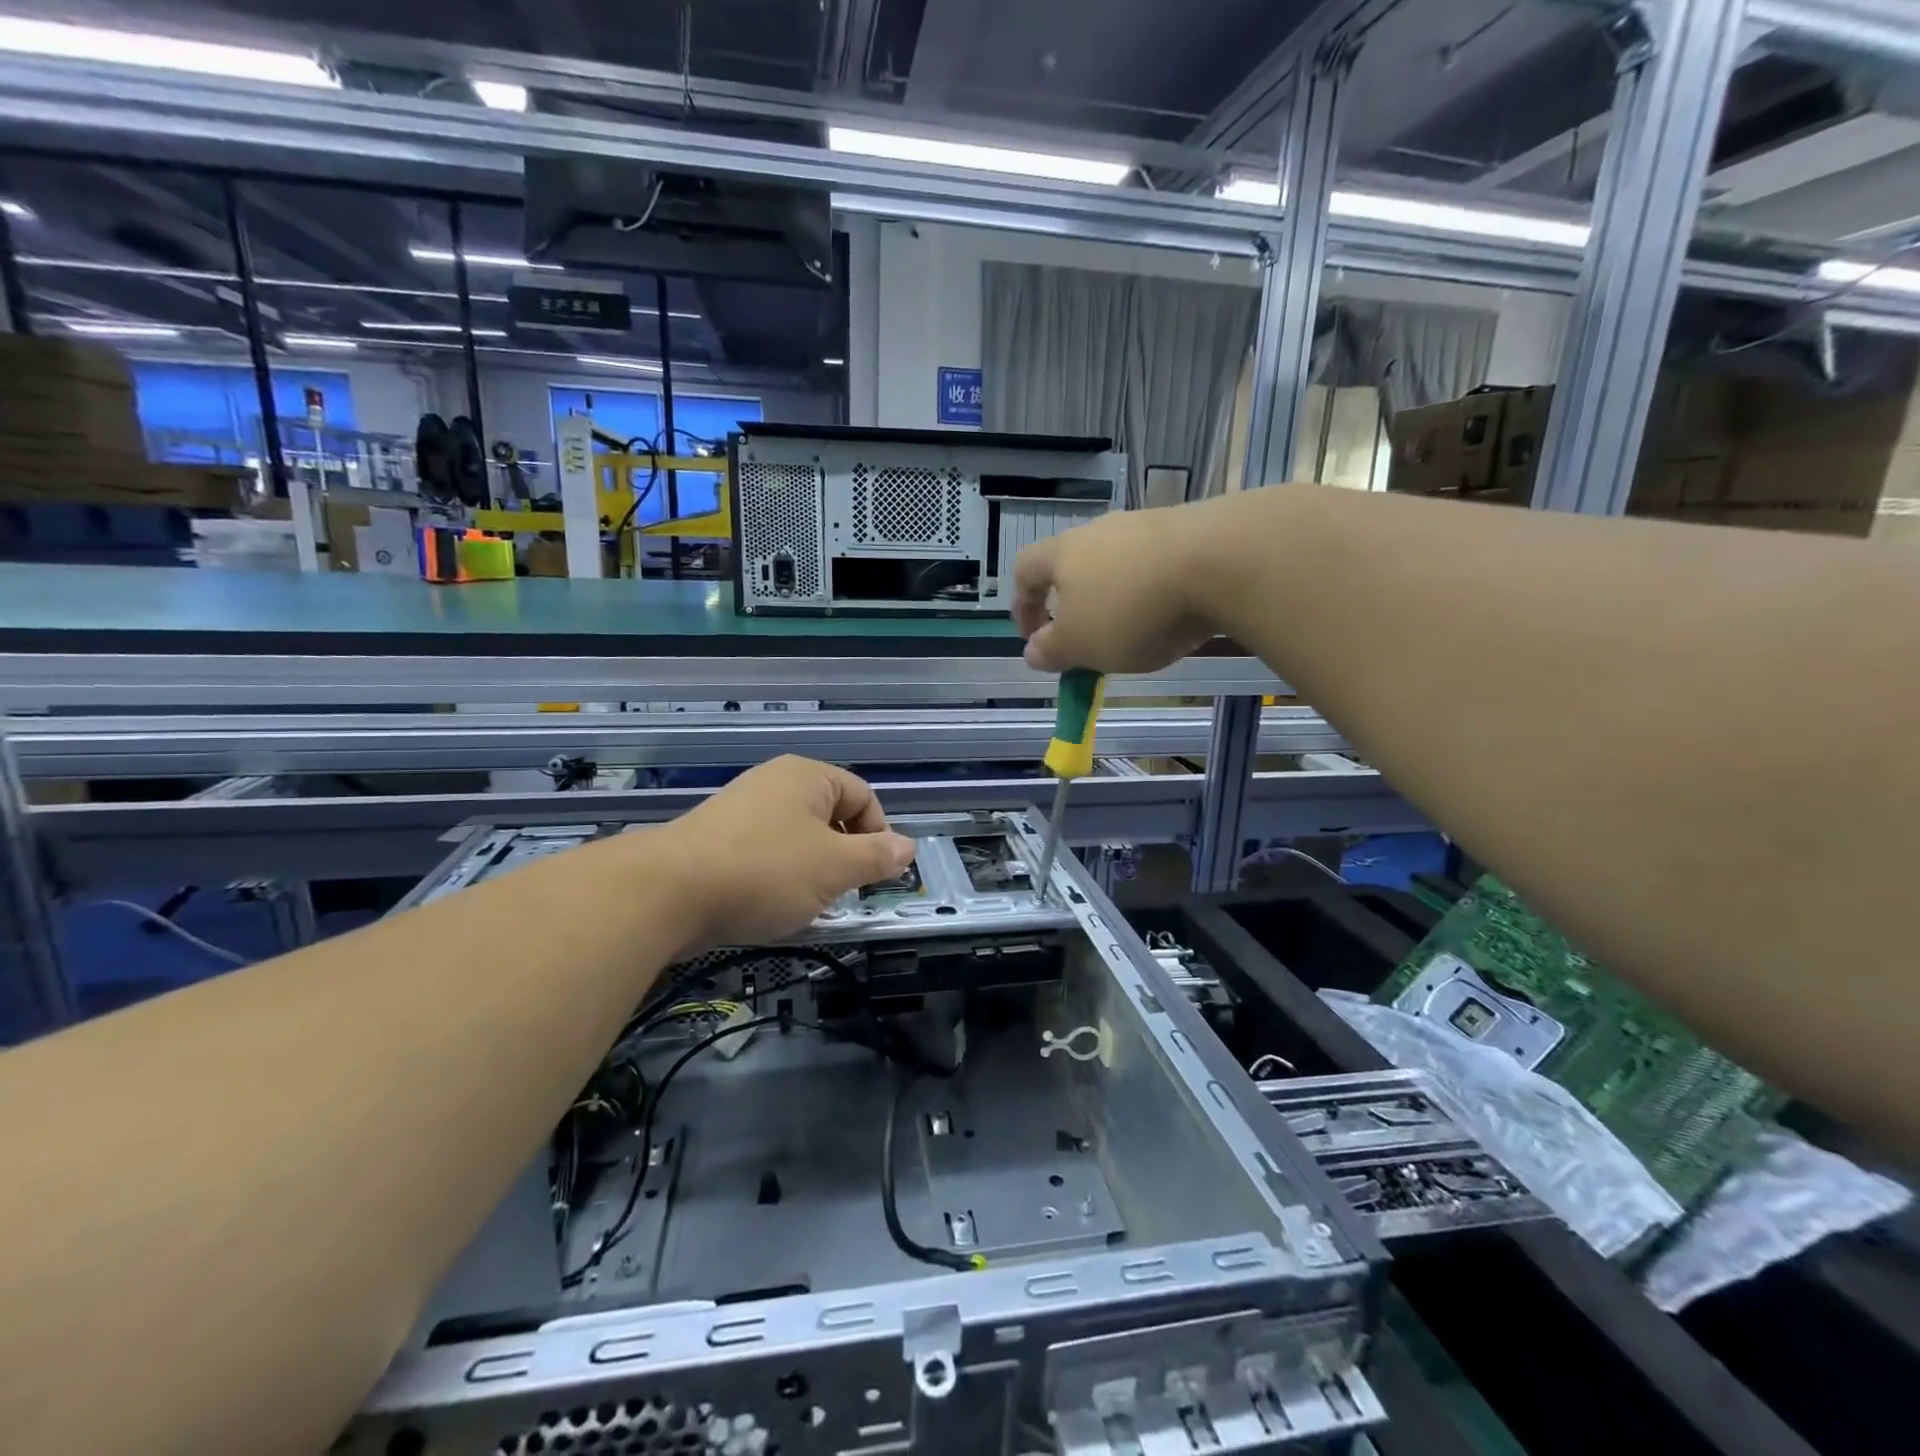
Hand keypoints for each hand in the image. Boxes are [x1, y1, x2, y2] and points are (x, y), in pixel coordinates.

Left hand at [664, 756, 916, 950]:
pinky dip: (776, 875)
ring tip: (804, 903)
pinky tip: (766, 903)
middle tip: (842, 893)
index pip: (864, 797)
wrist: (666, 892)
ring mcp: (741, 807)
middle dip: (843, 856)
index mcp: (808, 776)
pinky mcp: (715, 837)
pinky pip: (764, 851)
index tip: (875, 876)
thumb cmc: (765, 872)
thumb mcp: (835, 868)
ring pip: (797, 837)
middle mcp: (775, 782)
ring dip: (811, 870)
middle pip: (830, 815)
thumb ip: (877, 857)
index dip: (879, 836)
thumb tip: (908, 846)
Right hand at [1012, 500, 1224, 673]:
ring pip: (1118, 564)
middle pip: (1073, 564)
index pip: (1025, 571)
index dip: (1023, 607)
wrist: (1221, 561)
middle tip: (1087, 639)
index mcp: (1063, 553)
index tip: (1035, 641)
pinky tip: (1173, 613)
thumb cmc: (1132, 609)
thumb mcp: (1082, 646)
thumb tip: (1032, 651)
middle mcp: (1100, 530)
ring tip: (1135, 632)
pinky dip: (1154, 590)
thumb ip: (1052, 651)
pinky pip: (1156, 563)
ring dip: (1117, 597)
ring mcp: (1146, 525)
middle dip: (1075, 604)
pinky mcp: (1188, 529)